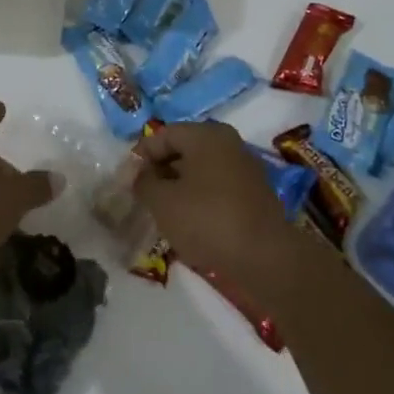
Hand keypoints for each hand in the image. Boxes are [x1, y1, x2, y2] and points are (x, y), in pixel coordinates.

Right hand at [132, 122, 300, 297]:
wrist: (266, 258)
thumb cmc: (208, 220)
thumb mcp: (163, 202)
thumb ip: (144, 183)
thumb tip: (139, 175)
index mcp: (205, 134)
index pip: (162, 134)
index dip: (140, 155)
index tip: (128, 181)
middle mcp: (228, 142)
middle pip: (183, 149)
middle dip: (160, 171)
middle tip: (143, 196)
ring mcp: (245, 167)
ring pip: (200, 170)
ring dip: (179, 186)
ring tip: (163, 211)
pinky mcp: (255, 193)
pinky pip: (217, 186)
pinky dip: (200, 198)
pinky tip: (190, 222)